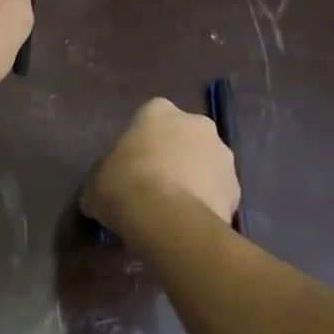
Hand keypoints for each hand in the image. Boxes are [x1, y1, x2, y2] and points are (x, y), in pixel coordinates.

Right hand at [82, 98, 239, 236]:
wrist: (167, 219)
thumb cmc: (123, 186)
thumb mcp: (96, 182)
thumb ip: (104, 177)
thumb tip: (100, 194)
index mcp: (158, 111)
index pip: (150, 118)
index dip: (142, 142)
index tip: (132, 165)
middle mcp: (196, 123)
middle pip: (184, 137)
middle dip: (174, 156)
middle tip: (155, 185)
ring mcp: (222, 153)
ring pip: (205, 163)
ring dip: (194, 178)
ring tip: (174, 208)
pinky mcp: (236, 186)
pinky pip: (218, 191)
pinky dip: (207, 202)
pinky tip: (189, 221)